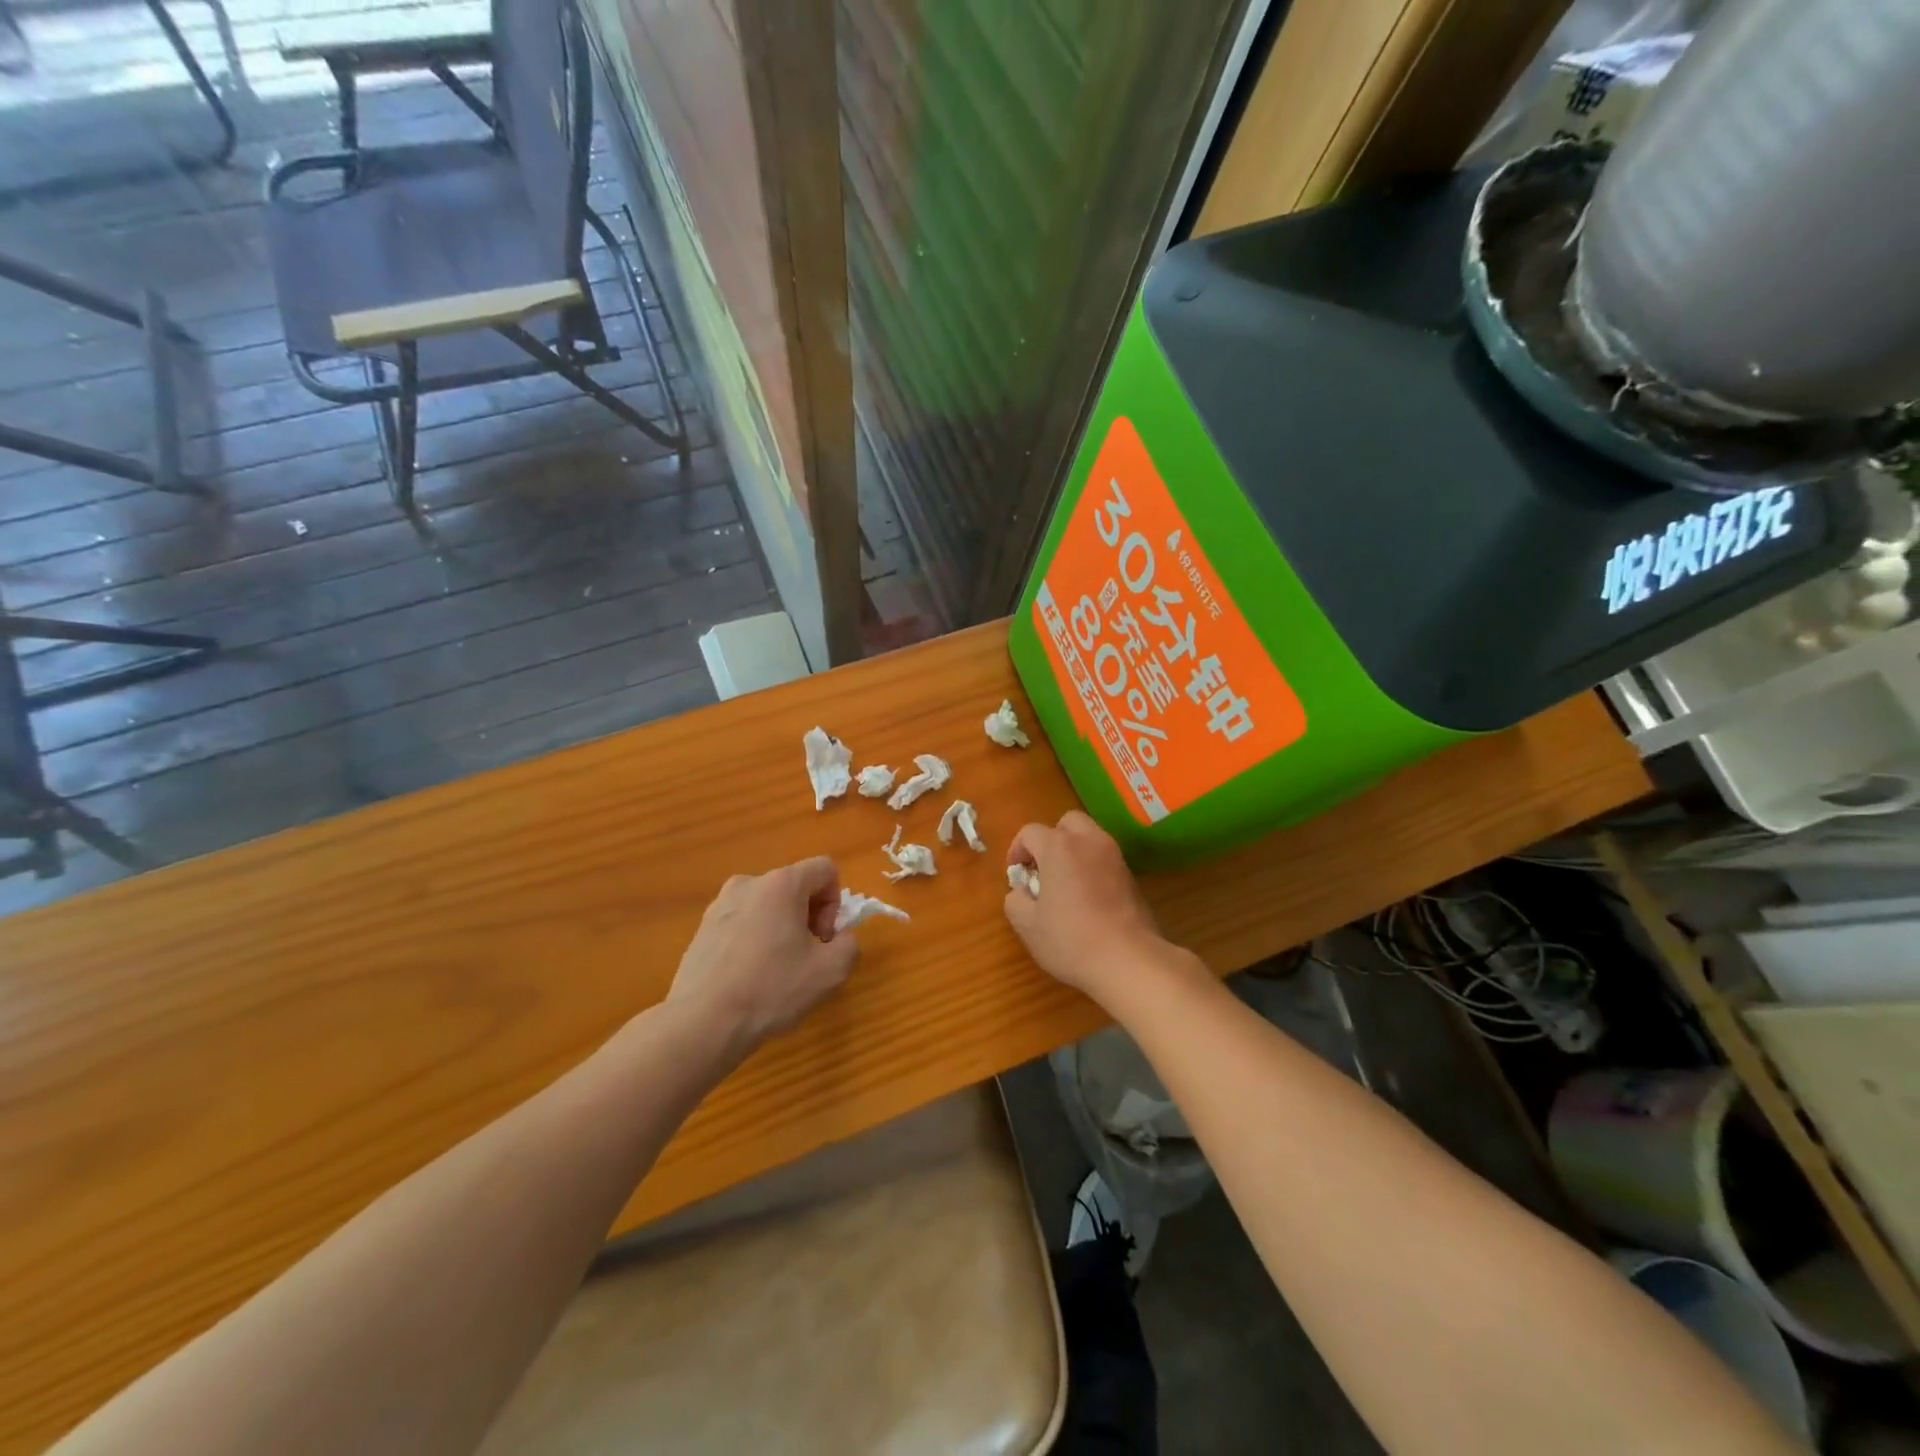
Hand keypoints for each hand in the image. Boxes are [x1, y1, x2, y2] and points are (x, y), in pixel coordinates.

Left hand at [668, 858, 857, 1050]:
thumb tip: (839, 938)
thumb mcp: (830, 971)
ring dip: (781, 928)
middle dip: (808, 916)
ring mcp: (720, 905)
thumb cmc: (771, 990)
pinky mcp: (701, 928)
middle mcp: (748, 883)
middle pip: (795, 886)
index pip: (825, 869)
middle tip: (804, 957)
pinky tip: (748, 977)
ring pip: (767, 905)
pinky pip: (742, 923)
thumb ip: (849, 944)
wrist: (702, 1023)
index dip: (834, 903)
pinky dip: (754, 940)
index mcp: (781, 884)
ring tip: (774, 970)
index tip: (822, 939)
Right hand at [1004, 811, 1169, 1005]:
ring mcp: (1115, 857)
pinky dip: (1093, 867)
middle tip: (1043, 869)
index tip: (1016, 875)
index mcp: (1058, 847)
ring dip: (1074, 851)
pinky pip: (1106, 859)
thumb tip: (1021, 892)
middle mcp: (1089, 841)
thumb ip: (1015, 900)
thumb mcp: (1028, 925)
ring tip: (1065, 884)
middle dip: (1051, 839)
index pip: (1030, 832)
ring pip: (1090, 837)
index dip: (1017, 850)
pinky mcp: (1132, 876)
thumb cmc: (1071, 939)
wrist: (1129, 960)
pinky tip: (1088, 898)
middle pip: (1067, 823)